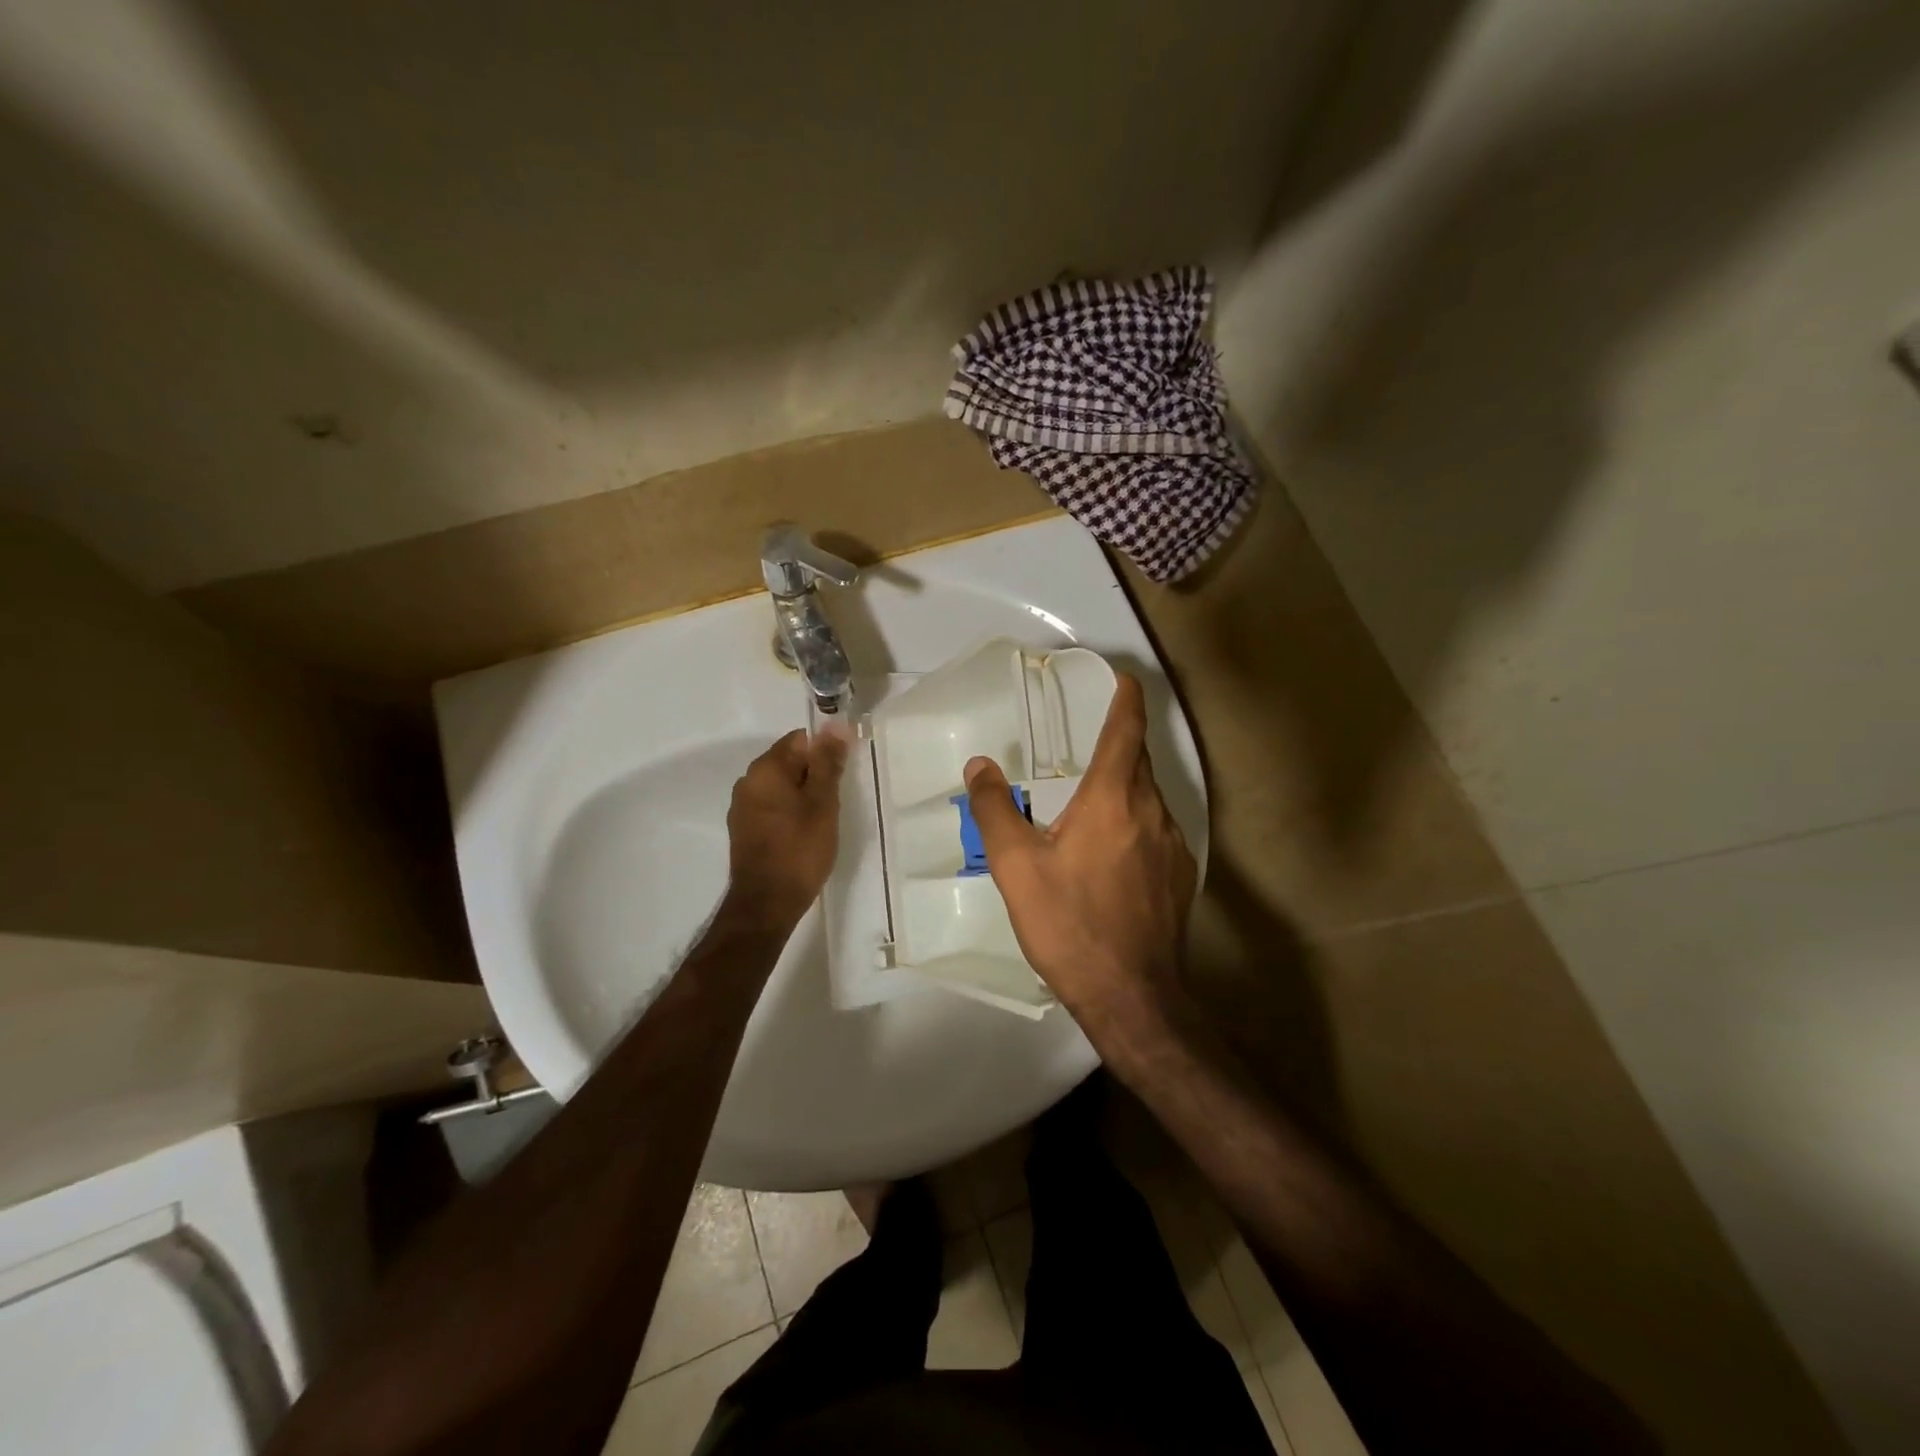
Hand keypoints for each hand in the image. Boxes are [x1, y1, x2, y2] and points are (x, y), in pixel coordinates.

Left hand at [724, 728, 847, 926]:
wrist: (767, 904)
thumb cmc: (800, 850)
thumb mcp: (823, 803)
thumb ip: (828, 762)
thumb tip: (834, 725)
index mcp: (766, 768)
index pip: (800, 740)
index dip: (825, 752)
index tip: (843, 775)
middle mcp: (747, 781)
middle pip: (789, 762)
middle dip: (814, 775)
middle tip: (836, 801)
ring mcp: (742, 807)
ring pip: (781, 787)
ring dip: (802, 796)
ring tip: (822, 821)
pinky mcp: (743, 829)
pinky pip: (771, 807)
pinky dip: (789, 813)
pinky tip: (803, 834)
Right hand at [964, 675, 1196, 1027]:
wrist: (1132, 996)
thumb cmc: (1070, 924)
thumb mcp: (1016, 867)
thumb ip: (995, 809)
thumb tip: (979, 765)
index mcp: (1114, 799)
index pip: (1127, 729)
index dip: (1126, 697)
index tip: (1120, 677)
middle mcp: (1152, 811)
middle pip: (1138, 761)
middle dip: (1116, 744)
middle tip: (1082, 744)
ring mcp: (1174, 845)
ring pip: (1147, 799)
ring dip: (1122, 790)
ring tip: (1086, 807)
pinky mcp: (1181, 876)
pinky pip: (1156, 832)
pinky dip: (1133, 825)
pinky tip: (1108, 857)